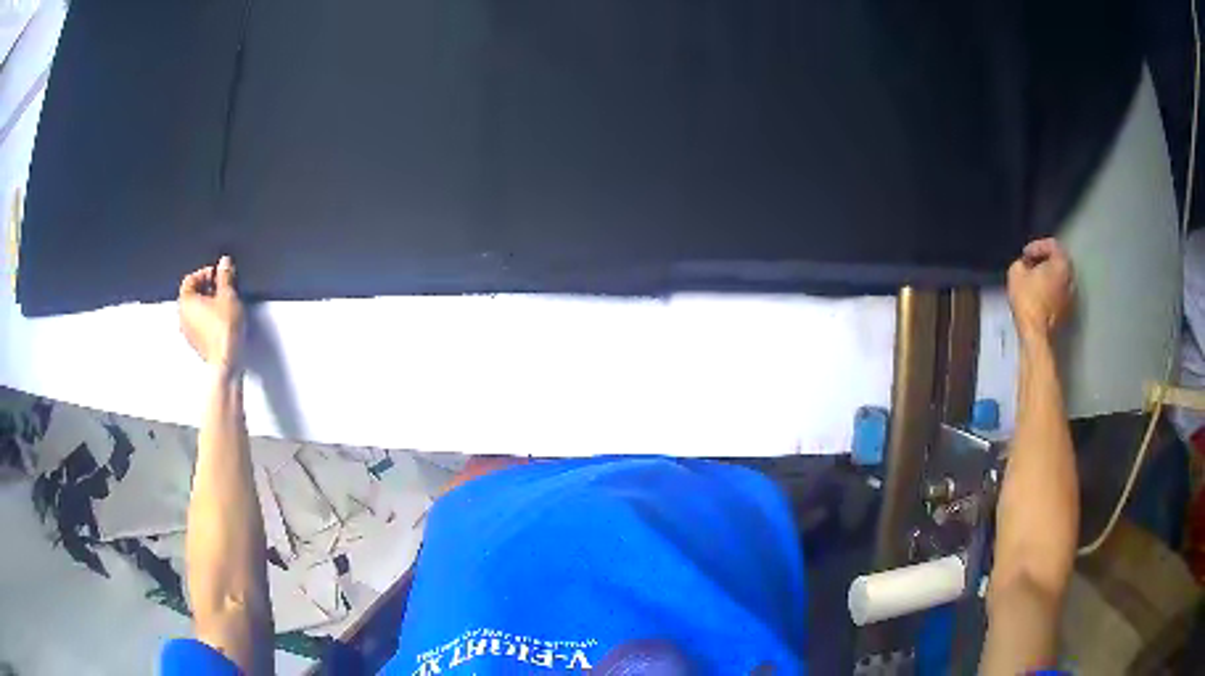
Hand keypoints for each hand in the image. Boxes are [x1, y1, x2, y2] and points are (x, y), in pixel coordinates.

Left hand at [179, 256, 244, 377]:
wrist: (226, 361)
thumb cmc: (223, 331)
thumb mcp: (228, 295)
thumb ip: (225, 276)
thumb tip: (224, 264)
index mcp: (185, 302)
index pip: (191, 279)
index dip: (205, 273)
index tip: (218, 274)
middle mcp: (182, 317)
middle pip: (191, 295)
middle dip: (206, 288)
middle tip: (222, 287)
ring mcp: (188, 333)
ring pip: (195, 311)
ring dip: (207, 304)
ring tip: (224, 304)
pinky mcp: (197, 345)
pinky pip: (200, 325)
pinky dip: (208, 320)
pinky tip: (222, 321)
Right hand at [1007, 238, 1073, 341]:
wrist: (1036, 336)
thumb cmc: (1027, 301)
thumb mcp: (1016, 272)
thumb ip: (1022, 262)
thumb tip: (1025, 265)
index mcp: (1062, 264)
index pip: (1052, 245)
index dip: (1036, 246)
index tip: (1025, 255)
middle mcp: (1071, 278)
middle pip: (1059, 262)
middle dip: (1045, 262)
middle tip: (1030, 266)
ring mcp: (1072, 297)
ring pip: (1060, 279)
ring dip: (1049, 278)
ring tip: (1035, 282)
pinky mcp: (1068, 313)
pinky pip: (1060, 294)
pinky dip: (1051, 292)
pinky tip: (1039, 297)